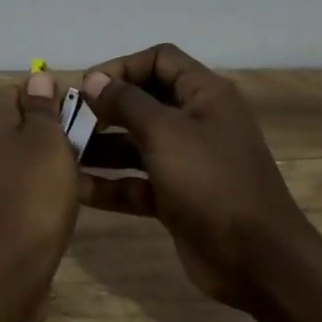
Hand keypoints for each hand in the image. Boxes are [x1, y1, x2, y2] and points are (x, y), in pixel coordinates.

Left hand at [0, 70, 80, 286]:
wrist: (0, 276)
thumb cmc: (32, 198)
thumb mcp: (48, 142)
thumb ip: (43, 107)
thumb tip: (37, 76)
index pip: (21, 92)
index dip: (53, 104)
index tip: (80, 124)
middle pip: (16, 127)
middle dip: (47, 138)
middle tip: (80, 156)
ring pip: (13, 162)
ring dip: (39, 170)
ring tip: (72, 187)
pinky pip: (7, 193)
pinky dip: (27, 198)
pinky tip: (48, 215)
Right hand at [77, 44, 314, 308]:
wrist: (258, 261)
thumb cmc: (211, 181)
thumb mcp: (165, 133)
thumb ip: (126, 102)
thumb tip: (94, 80)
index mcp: (204, 95)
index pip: (159, 60)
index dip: (122, 66)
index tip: (87, 86)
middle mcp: (196, 122)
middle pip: (144, 101)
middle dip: (106, 108)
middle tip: (68, 119)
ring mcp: (187, 162)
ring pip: (136, 144)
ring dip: (101, 147)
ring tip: (63, 153)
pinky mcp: (177, 199)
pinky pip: (137, 182)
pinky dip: (111, 184)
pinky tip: (77, 188)